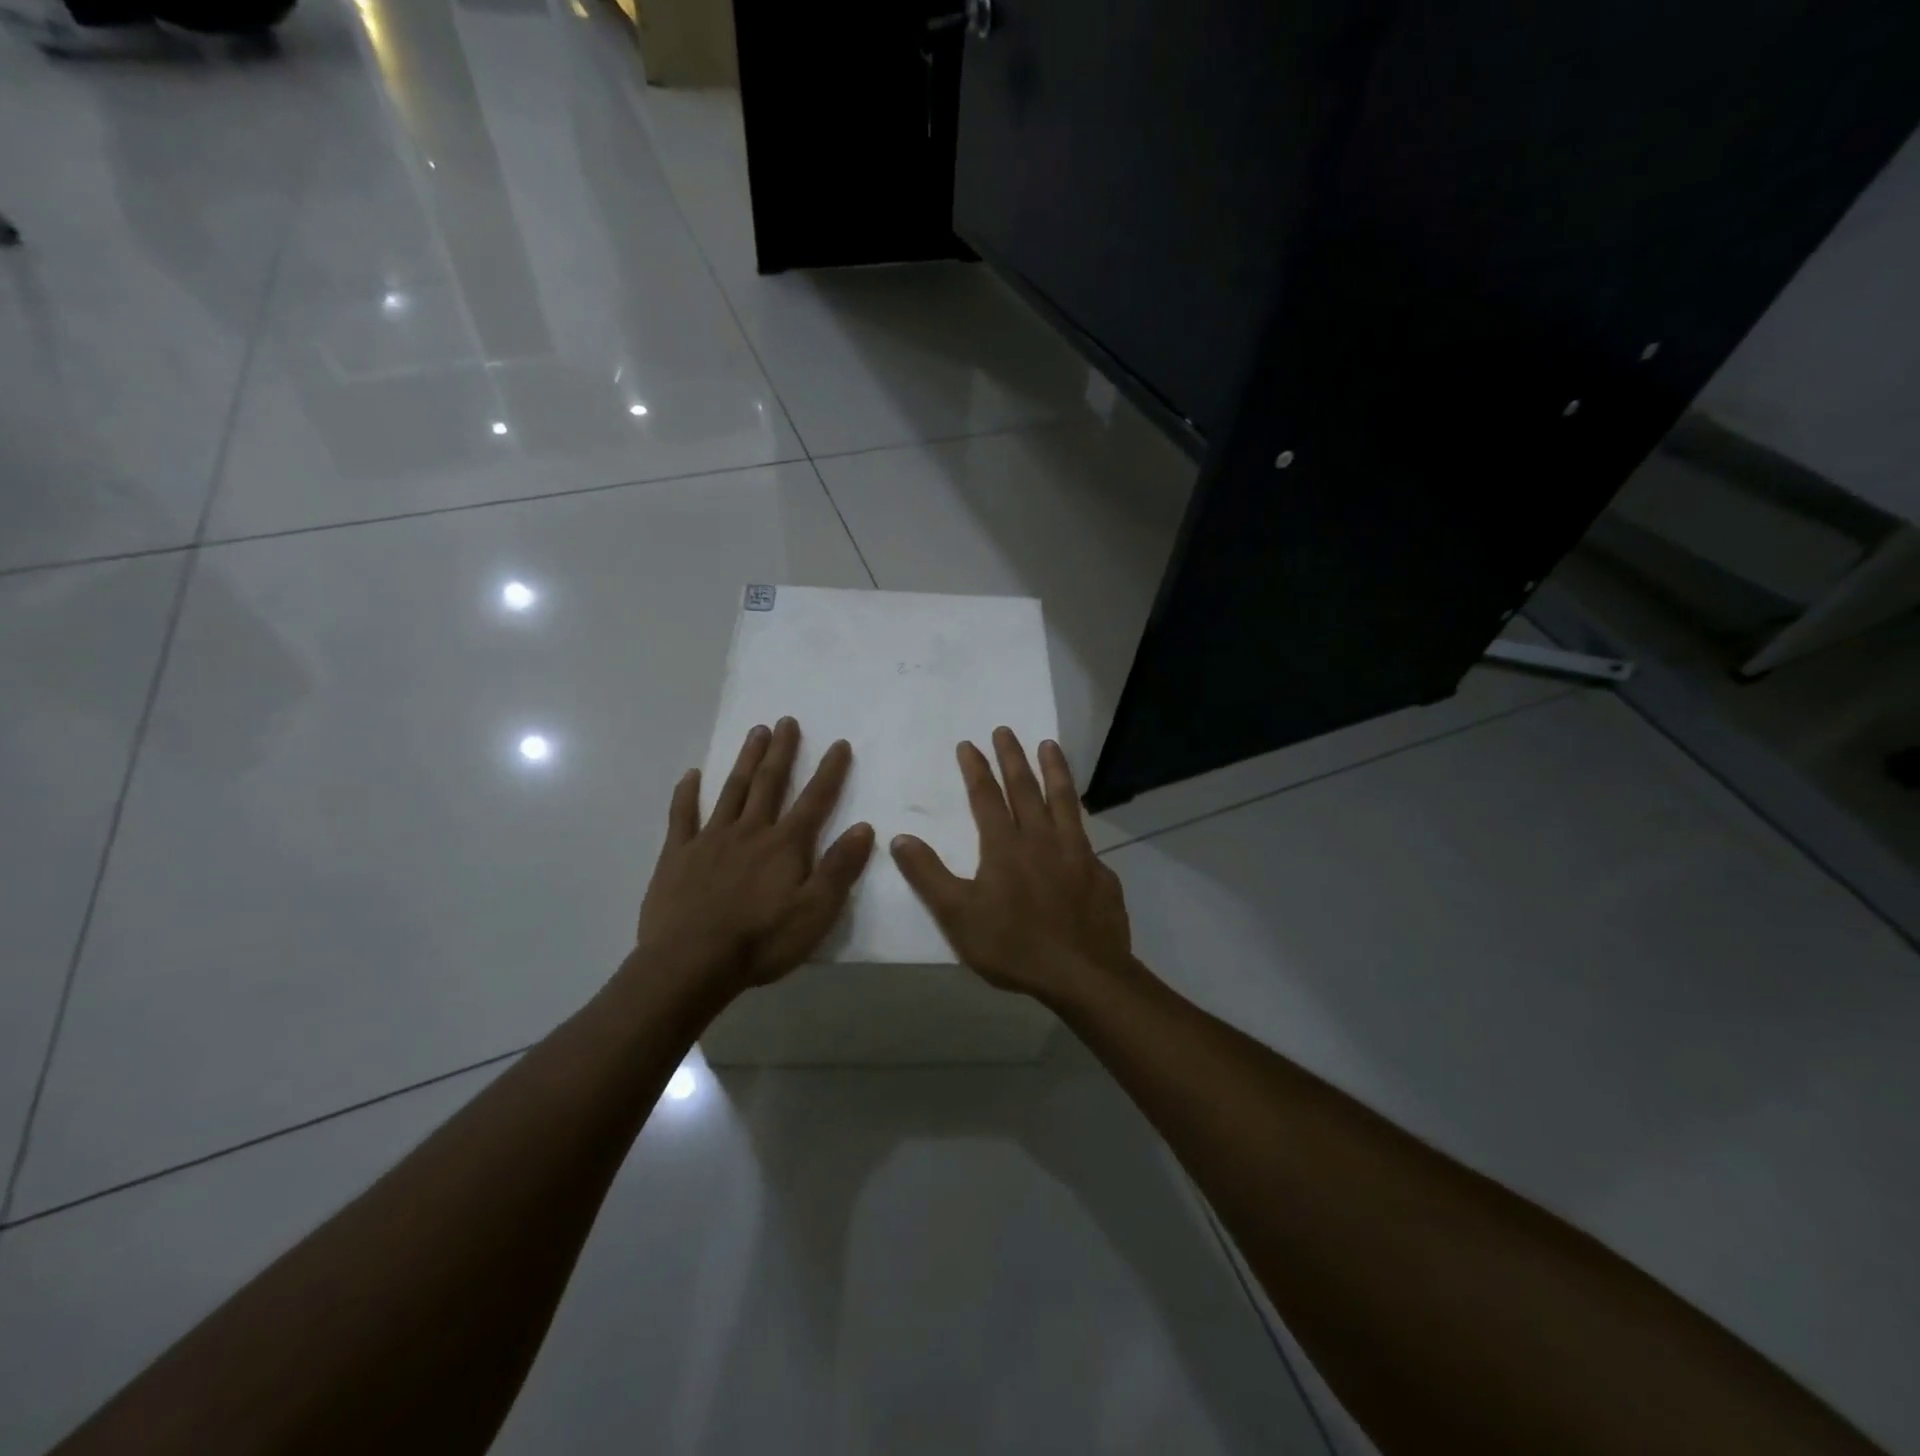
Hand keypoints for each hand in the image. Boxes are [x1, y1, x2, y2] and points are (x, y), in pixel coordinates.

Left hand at [635, 717, 874, 996]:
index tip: (839, 743)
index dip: (830, 771)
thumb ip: (839, 868)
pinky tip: (691, 774)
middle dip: (781, 751)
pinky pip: (682, 816)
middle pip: (769, 783)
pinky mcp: (678, 855)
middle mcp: (750, 831)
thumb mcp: (815, 913)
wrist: (690, 965)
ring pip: (732, 790)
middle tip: (786, 721)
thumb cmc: (761, 942)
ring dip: (745, 760)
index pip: (815, 800)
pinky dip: (687, 793)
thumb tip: (864, 827)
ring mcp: (711, 840)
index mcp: (785, 845)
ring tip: (755, 732)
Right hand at [890, 728, 1131, 1004]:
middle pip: (1026, 788)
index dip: (977, 769)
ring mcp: (1076, 852)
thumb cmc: (1014, 945)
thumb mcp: (957, 916)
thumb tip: (899, 838)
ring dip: (1054, 769)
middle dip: (1013, 757)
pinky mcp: (1099, 870)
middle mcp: (1041, 838)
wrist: (1082, 973)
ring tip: (1049, 745)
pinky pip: (1085, 834)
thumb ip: (928, 876)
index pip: (987, 797)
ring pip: (1063, 800)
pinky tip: (1078, 818)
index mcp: (1005, 846)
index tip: (969, 744)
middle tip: (1005, 730)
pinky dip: (1078, 816)